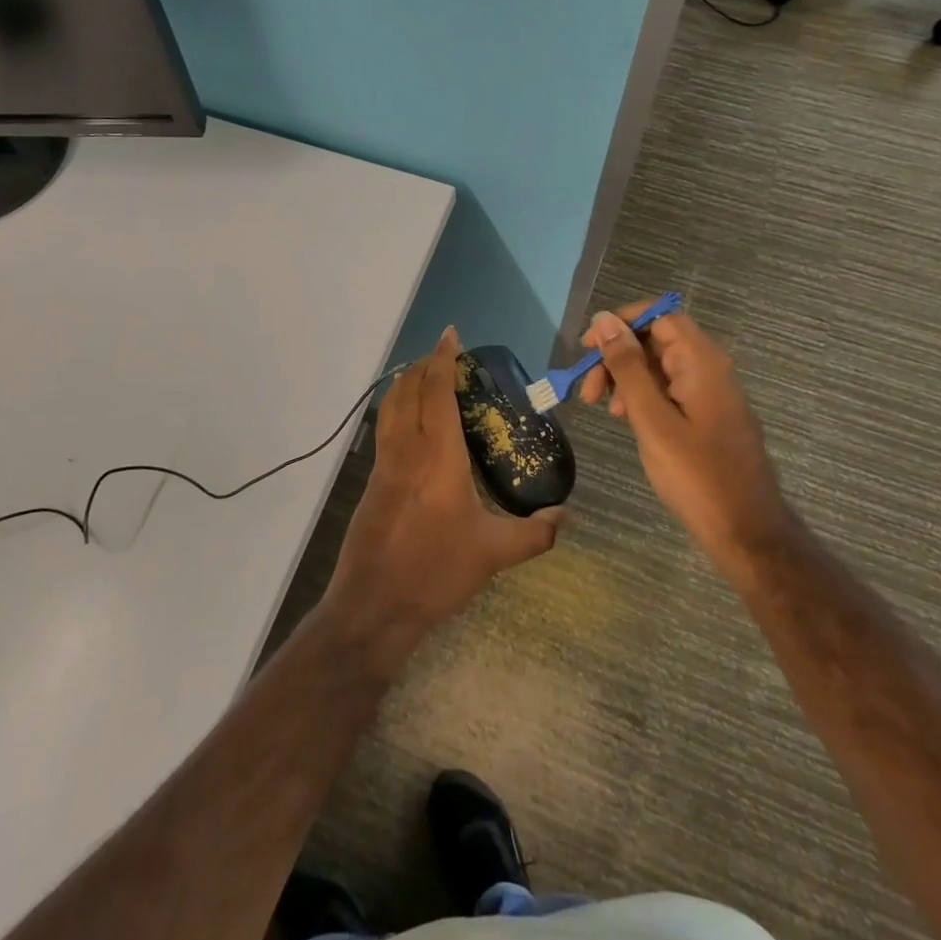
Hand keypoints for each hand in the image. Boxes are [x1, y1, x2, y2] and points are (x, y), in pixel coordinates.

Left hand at [323, 328, 563, 671]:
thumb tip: (567, 517)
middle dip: (426, 364)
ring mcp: (384, 464)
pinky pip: (385, 428)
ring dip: (407, 382)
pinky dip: (397, 407)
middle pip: (411, 391)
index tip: (451, 335)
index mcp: (438, 457)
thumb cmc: (436, 572)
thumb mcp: (493, 554)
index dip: (443, 360)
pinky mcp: (373, 480)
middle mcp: (407, 449)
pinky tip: (409, 421)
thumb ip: (535, 534)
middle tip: (445, 353)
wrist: (374, 603)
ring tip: (424, 374)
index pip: (438, 393)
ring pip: (391, 406)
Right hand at [577, 302, 783, 550]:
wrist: (746, 531)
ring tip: (603, 409)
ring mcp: (710, 393)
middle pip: (656, 340)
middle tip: (588, 390)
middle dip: (617, 356)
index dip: (621, 323)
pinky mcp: (707, 415)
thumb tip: (605, 320)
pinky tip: (627, 419)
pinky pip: (669, 389)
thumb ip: (628, 368)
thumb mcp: (652, 419)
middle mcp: (709, 368)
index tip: (587, 348)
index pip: (659, 315)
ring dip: (625, 378)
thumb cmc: (696, 475)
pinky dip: (642, 396)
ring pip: (659, 366)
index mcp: (702, 362)